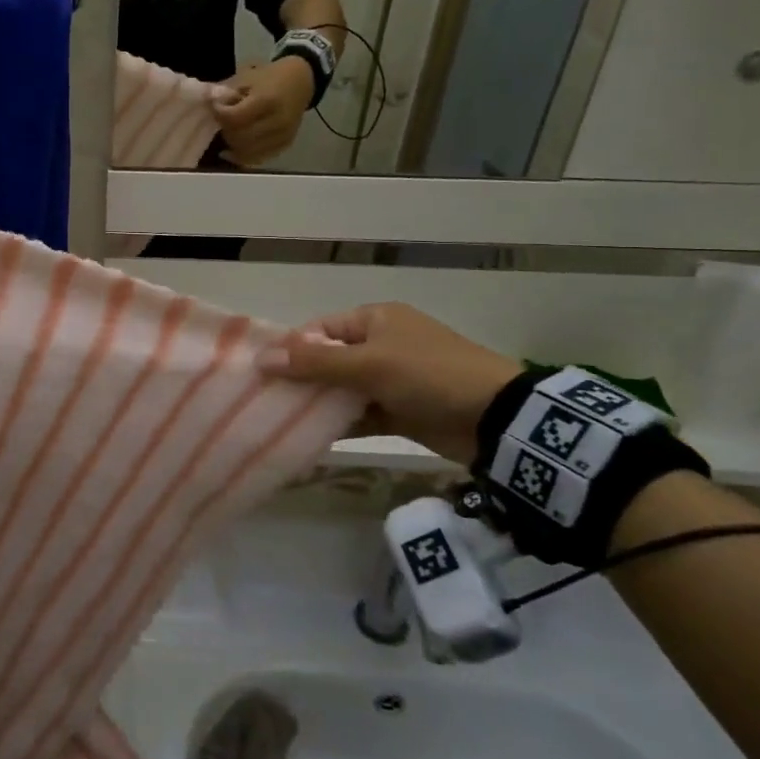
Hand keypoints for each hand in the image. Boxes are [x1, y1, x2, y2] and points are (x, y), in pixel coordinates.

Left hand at [213, 58, 312, 166]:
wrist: (301, 80)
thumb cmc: (270, 76)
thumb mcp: (247, 76)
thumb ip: (226, 91)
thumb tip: (209, 103)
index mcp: (267, 100)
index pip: (234, 117)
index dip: (220, 114)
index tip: (216, 107)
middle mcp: (277, 121)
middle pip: (240, 137)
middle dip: (226, 130)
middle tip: (223, 121)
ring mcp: (282, 135)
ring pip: (247, 152)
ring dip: (233, 145)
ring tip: (229, 132)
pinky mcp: (285, 145)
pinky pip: (258, 158)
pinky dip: (243, 156)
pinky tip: (233, 149)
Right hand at [258, 303, 520, 464]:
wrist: (497, 419)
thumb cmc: (429, 376)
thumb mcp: (369, 364)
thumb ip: (315, 363)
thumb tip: (262, 359)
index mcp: (375, 320)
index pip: (320, 329)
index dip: (291, 349)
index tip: (263, 373)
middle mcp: (381, 345)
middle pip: (329, 360)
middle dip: (301, 380)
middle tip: (267, 401)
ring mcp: (392, 379)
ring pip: (344, 390)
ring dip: (319, 405)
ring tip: (281, 423)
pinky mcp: (401, 410)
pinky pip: (361, 414)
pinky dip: (342, 424)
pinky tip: (312, 439)